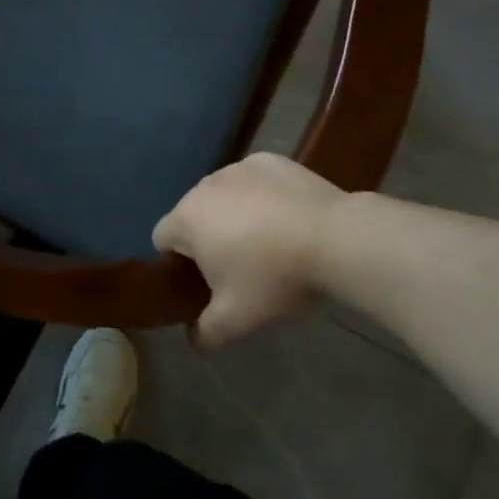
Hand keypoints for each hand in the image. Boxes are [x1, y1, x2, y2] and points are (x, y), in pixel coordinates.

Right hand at [153, 152, 350, 346]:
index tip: (207, 283)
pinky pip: (254, 182)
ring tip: (271, 243)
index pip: (162, 240)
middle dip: (209, 239)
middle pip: (194, 215)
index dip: (178, 265)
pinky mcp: (270, 161)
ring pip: (224, 196)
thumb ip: (205, 334)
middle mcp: (205, 185)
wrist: (336, 239)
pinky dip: (262, 197)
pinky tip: (289, 219)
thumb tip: (194, 338)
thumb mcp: (236, 321)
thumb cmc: (275, 278)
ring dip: (234, 215)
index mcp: (187, 219)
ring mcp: (239, 167)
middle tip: (241, 270)